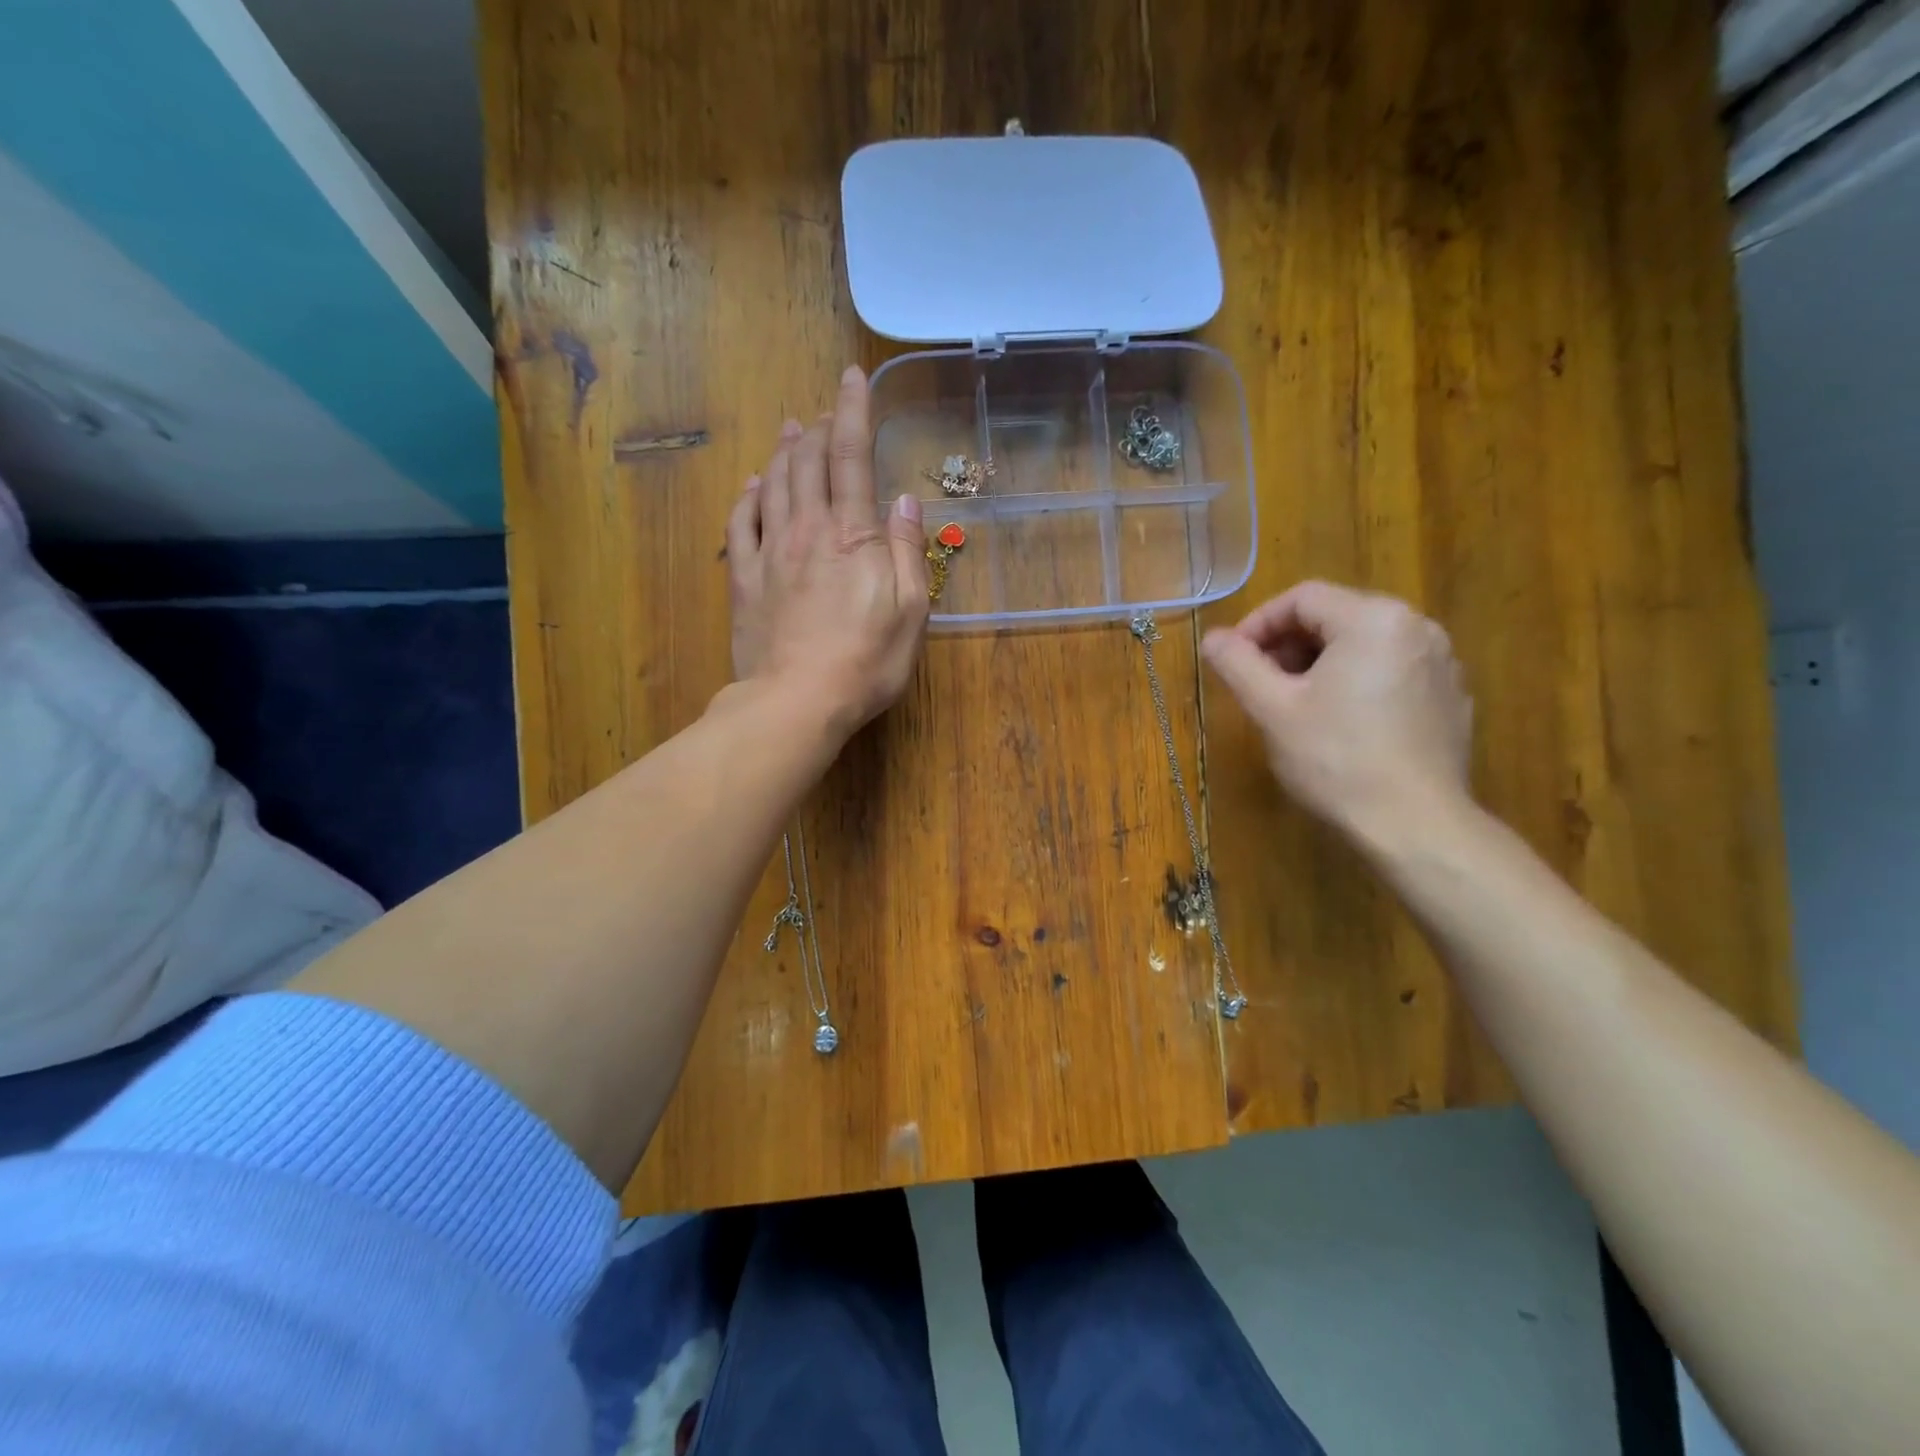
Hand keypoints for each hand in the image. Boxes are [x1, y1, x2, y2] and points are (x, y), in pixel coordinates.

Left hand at [727, 365, 929, 739]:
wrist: (796, 701)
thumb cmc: (866, 662)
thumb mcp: (911, 611)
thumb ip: (908, 551)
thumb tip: (905, 501)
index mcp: (853, 534)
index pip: (851, 455)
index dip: (853, 411)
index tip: (853, 377)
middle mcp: (808, 529)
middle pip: (807, 461)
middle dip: (818, 427)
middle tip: (825, 411)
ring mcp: (770, 552)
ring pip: (773, 483)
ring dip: (783, 451)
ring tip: (791, 429)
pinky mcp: (745, 580)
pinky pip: (740, 523)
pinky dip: (748, 495)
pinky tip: (753, 484)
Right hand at [1201, 581, 1473, 841]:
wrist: (1415, 824)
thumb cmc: (1336, 759)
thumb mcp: (1273, 708)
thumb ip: (1238, 664)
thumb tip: (1211, 638)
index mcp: (1373, 619)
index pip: (1302, 598)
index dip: (1257, 624)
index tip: (1233, 659)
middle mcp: (1416, 626)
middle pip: (1335, 616)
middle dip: (1288, 645)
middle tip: (1259, 683)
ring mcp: (1441, 662)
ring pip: (1363, 644)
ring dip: (1319, 663)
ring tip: (1294, 704)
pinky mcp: (1450, 696)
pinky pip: (1391, 670)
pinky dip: (1356, 681)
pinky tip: (1340, 723)